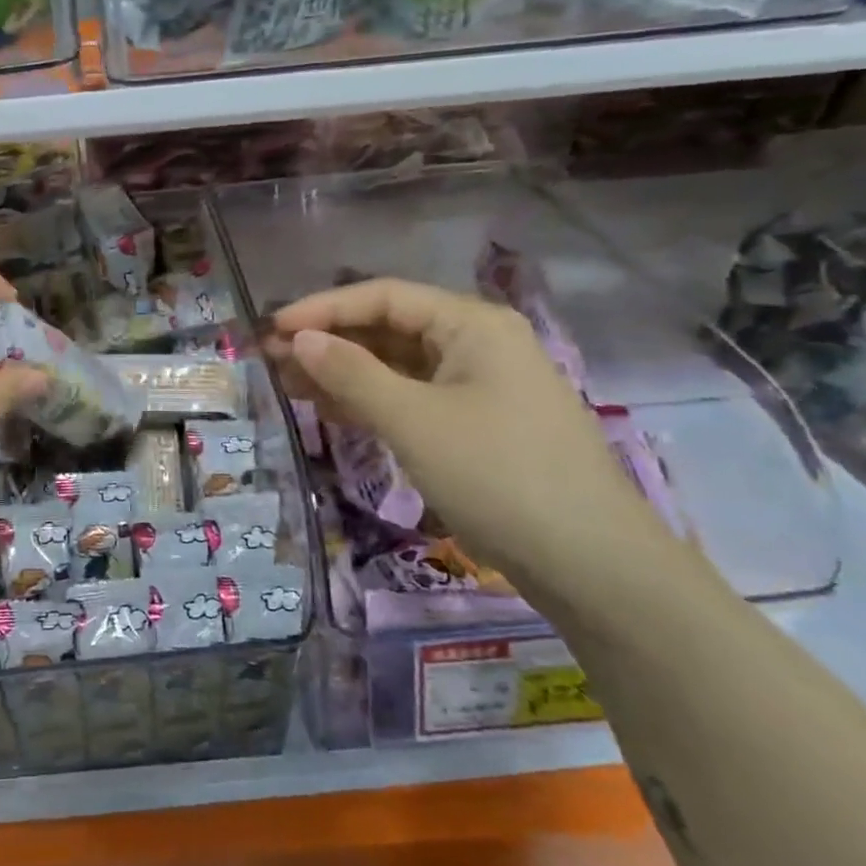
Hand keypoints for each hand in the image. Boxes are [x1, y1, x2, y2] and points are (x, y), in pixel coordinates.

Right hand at [268, 279, 678, 605]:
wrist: (593, 567)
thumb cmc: (498, 476)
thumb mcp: (414, 420)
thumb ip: (351, 373)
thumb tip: (299, 339)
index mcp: (472, 324)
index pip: (384, 297)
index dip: (323, 309)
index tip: (272, 328)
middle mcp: (479, 344)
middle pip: (390, 329)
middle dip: (330, 342)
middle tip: (272, 359)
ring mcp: (482, 387)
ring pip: (399, 366)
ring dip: (345, 373)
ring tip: (289, 384)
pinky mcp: (480, 426)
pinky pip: (414, 399)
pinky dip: (373, 402)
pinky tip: (333, 411)